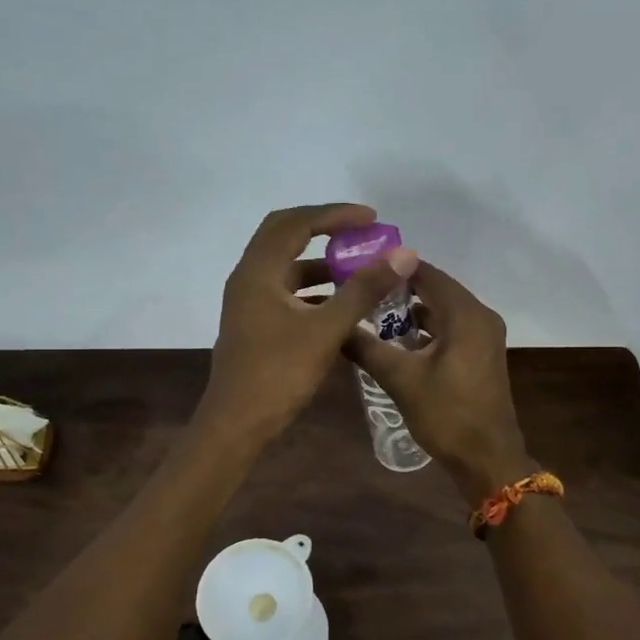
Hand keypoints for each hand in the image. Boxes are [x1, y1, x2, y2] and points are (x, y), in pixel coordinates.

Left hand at [197, 203, 417, 447]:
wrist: (237, 424)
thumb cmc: (278, 374)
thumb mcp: (326, 330)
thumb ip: (363, 290)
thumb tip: (401, 255)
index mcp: (258, 272)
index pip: (296, 223)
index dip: (334, 215)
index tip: (371, 219)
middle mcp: (249, 278)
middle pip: (285, 236)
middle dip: (325, 230)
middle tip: (361, 233)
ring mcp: (249, 303)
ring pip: (287, 267)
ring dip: (321, 263)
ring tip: (359, 269)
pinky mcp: (255, 324)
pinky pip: (287, 292)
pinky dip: (314, 290)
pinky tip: (342, 306)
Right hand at [342, 263, 532, 500]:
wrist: (487, 459)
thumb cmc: (447, 414)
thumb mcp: (400, 379)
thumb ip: (366, 348)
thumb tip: (334, 326)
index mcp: (466, 314)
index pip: (426, 273)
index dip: (392, 267)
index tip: (358, 268)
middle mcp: (480, 317)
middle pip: (435, 289)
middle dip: (398, 289)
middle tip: (359, 289)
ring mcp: (483, 337)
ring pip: (442, 311)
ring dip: (411, 311)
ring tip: (370, 313)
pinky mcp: (480, 356)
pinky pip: (450, 329)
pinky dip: (426, 329)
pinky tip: (396, 341)